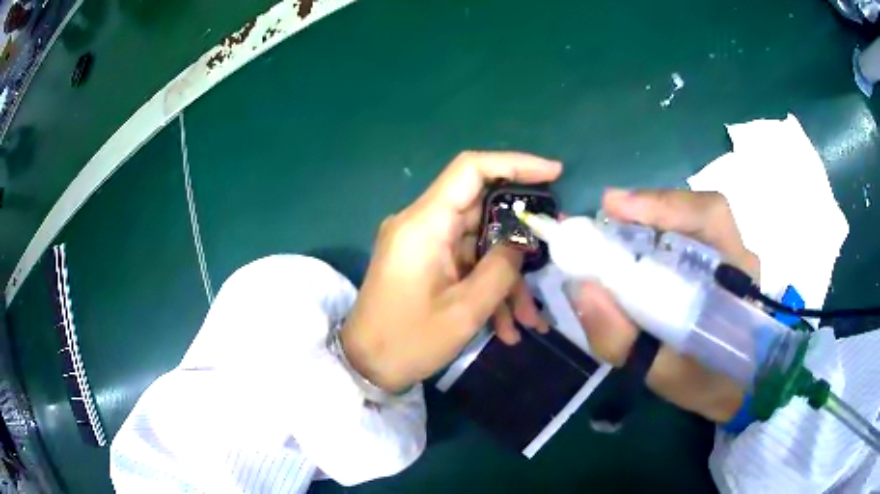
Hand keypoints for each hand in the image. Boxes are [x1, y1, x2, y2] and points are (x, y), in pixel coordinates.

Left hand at [341, 151, 561, 391]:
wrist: (365, 367)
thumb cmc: (408, 341)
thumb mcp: (465, 310)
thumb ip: (501, 268)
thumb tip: (522, 242)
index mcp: (424, 224)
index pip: (471, 170)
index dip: (515, 163)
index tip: (554, 174)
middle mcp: (421, 224)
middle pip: (482, 212)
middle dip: (520, 241)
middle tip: (553, 256)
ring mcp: (423, 244)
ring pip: (479, 245)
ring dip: (506, 279)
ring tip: (527, 321)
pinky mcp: (424, 262)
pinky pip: (465, 264)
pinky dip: (487, 288)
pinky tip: (505, 327)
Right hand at [566, 189, 759, 421]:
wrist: (731, 388)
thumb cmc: (703, 383)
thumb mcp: (660, 374)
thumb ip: (621, 340)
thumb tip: (580, 289)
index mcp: (736, 279)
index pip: (709, 217)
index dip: (663, 204)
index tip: (615, 208)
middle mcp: (737, 254)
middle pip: (695, 208)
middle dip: (647, 208)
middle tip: (604, 218)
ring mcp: (730, 252)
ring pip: (689, 216)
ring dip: (648, 218)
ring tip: (611, 232)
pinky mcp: (717, 258)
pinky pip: (685, 231)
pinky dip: (654, 231)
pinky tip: (632, 245)